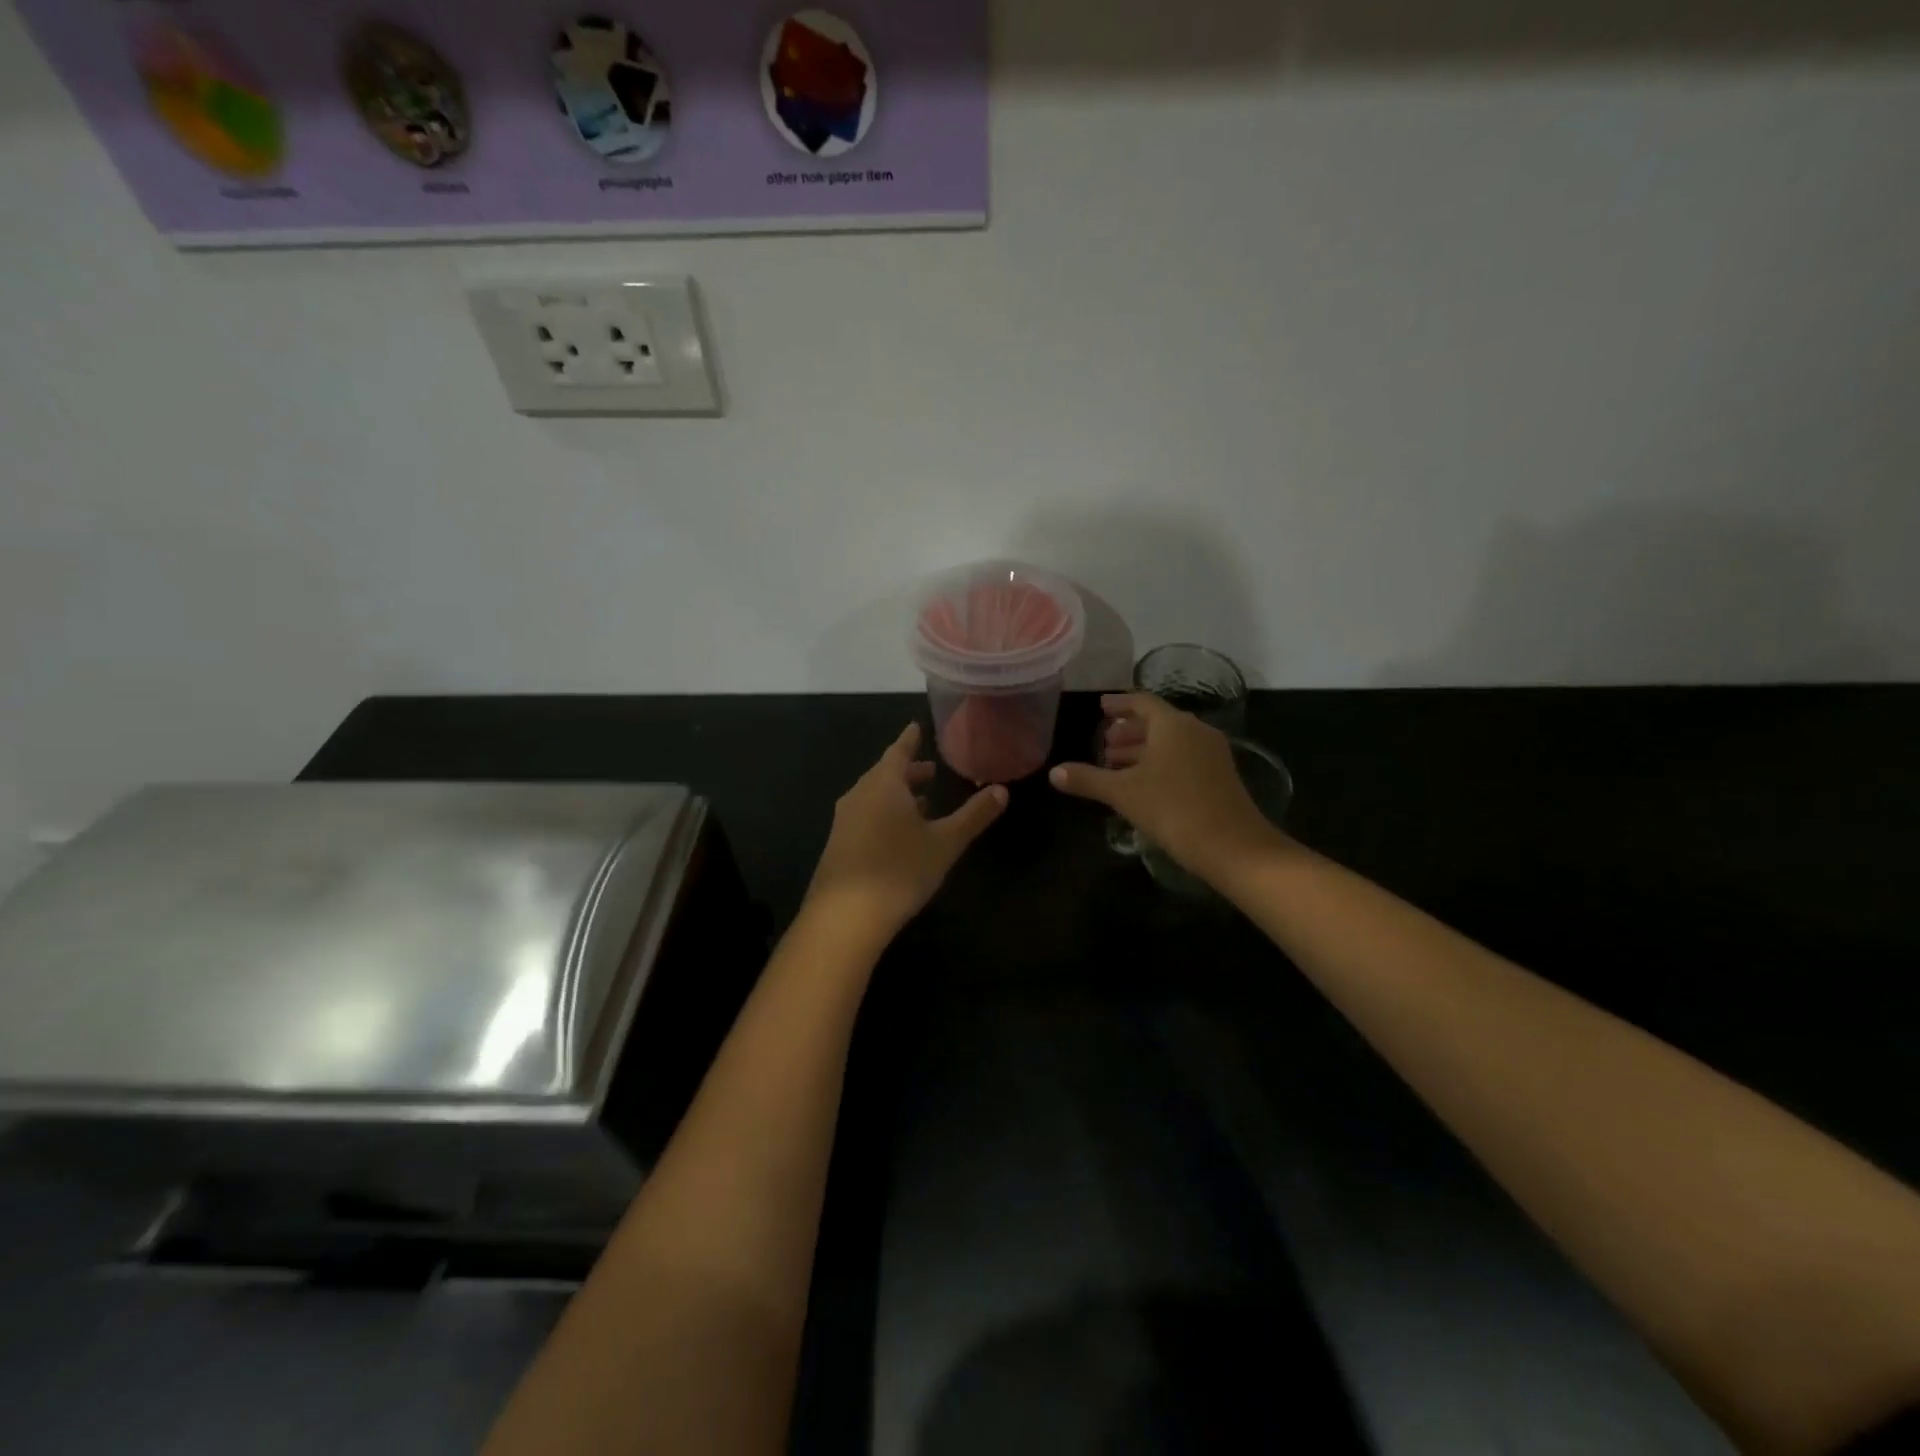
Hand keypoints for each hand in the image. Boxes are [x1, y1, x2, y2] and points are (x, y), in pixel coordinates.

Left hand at [804, 722, 1007, 937]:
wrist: (844, 917)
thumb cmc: (899, 870)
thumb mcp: (945, 843)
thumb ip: (974, 815)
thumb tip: (1002, 790)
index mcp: (883, 784)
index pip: (898, 751)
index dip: (910, 740)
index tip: (916, 727)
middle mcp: (859, 795)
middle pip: (885, 774)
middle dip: (908, 771)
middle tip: (931, 769)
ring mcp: (844, 822)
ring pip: (874, 797)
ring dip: (898, 795)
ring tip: (922, 802)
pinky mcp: (839, 847)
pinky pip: (866, 818)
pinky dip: (885, 815)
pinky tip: (900, 835)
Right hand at [1049, 693, 1280, 883]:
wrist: (1232, 846)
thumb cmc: (1172, 809)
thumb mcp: (1122, 793)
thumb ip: (1087, 779)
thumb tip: (1054, 772)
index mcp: (1172, 724)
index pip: (1142, 702)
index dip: (1119, 703)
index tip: (1100, 707)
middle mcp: (1195, 731)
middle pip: (1157, 722)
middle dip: (1128, 731)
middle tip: (1104, 742)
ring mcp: (1212, 754)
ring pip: (1171, 742)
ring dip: (1143, 749)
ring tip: (1117, 765)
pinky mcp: (1220, 776)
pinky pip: (1184, 758)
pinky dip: (1160, 763)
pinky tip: (1144, 784)